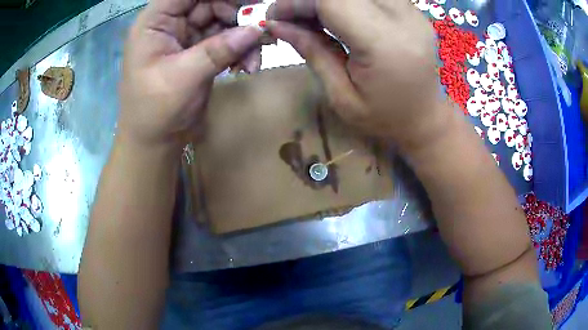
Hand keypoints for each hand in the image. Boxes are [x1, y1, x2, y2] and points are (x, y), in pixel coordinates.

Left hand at [119, 0, 262, 148]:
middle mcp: (171, 22)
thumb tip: (257, 28)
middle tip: (261, 27)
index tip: (249, 1)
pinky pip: (226, 39)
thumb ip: (218, 49)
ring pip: (222, 20)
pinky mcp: (199, 50)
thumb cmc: (154, 110)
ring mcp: (186, 35)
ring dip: (243, 34)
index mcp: (155, 21)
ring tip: (256, 55)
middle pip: (209, 2)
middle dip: (237, 12)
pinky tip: (248, 64)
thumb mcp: (183, 77)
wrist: (155, 141)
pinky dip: (240, 49)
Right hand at [268, 0, 444, 150]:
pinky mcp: (412, 10)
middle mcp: (403, 18)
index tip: (275, 18)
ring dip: (328, 0)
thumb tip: (276, 25)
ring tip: (312, 17)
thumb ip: (311, 51)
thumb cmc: (385, 118)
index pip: (332, 1)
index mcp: (384, 43)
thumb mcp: (341, 95)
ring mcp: (412, 11)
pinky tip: (337, 16)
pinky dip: (347, 1)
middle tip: (291, 17)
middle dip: (309, 0)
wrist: (427, 119)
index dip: (297, 2)